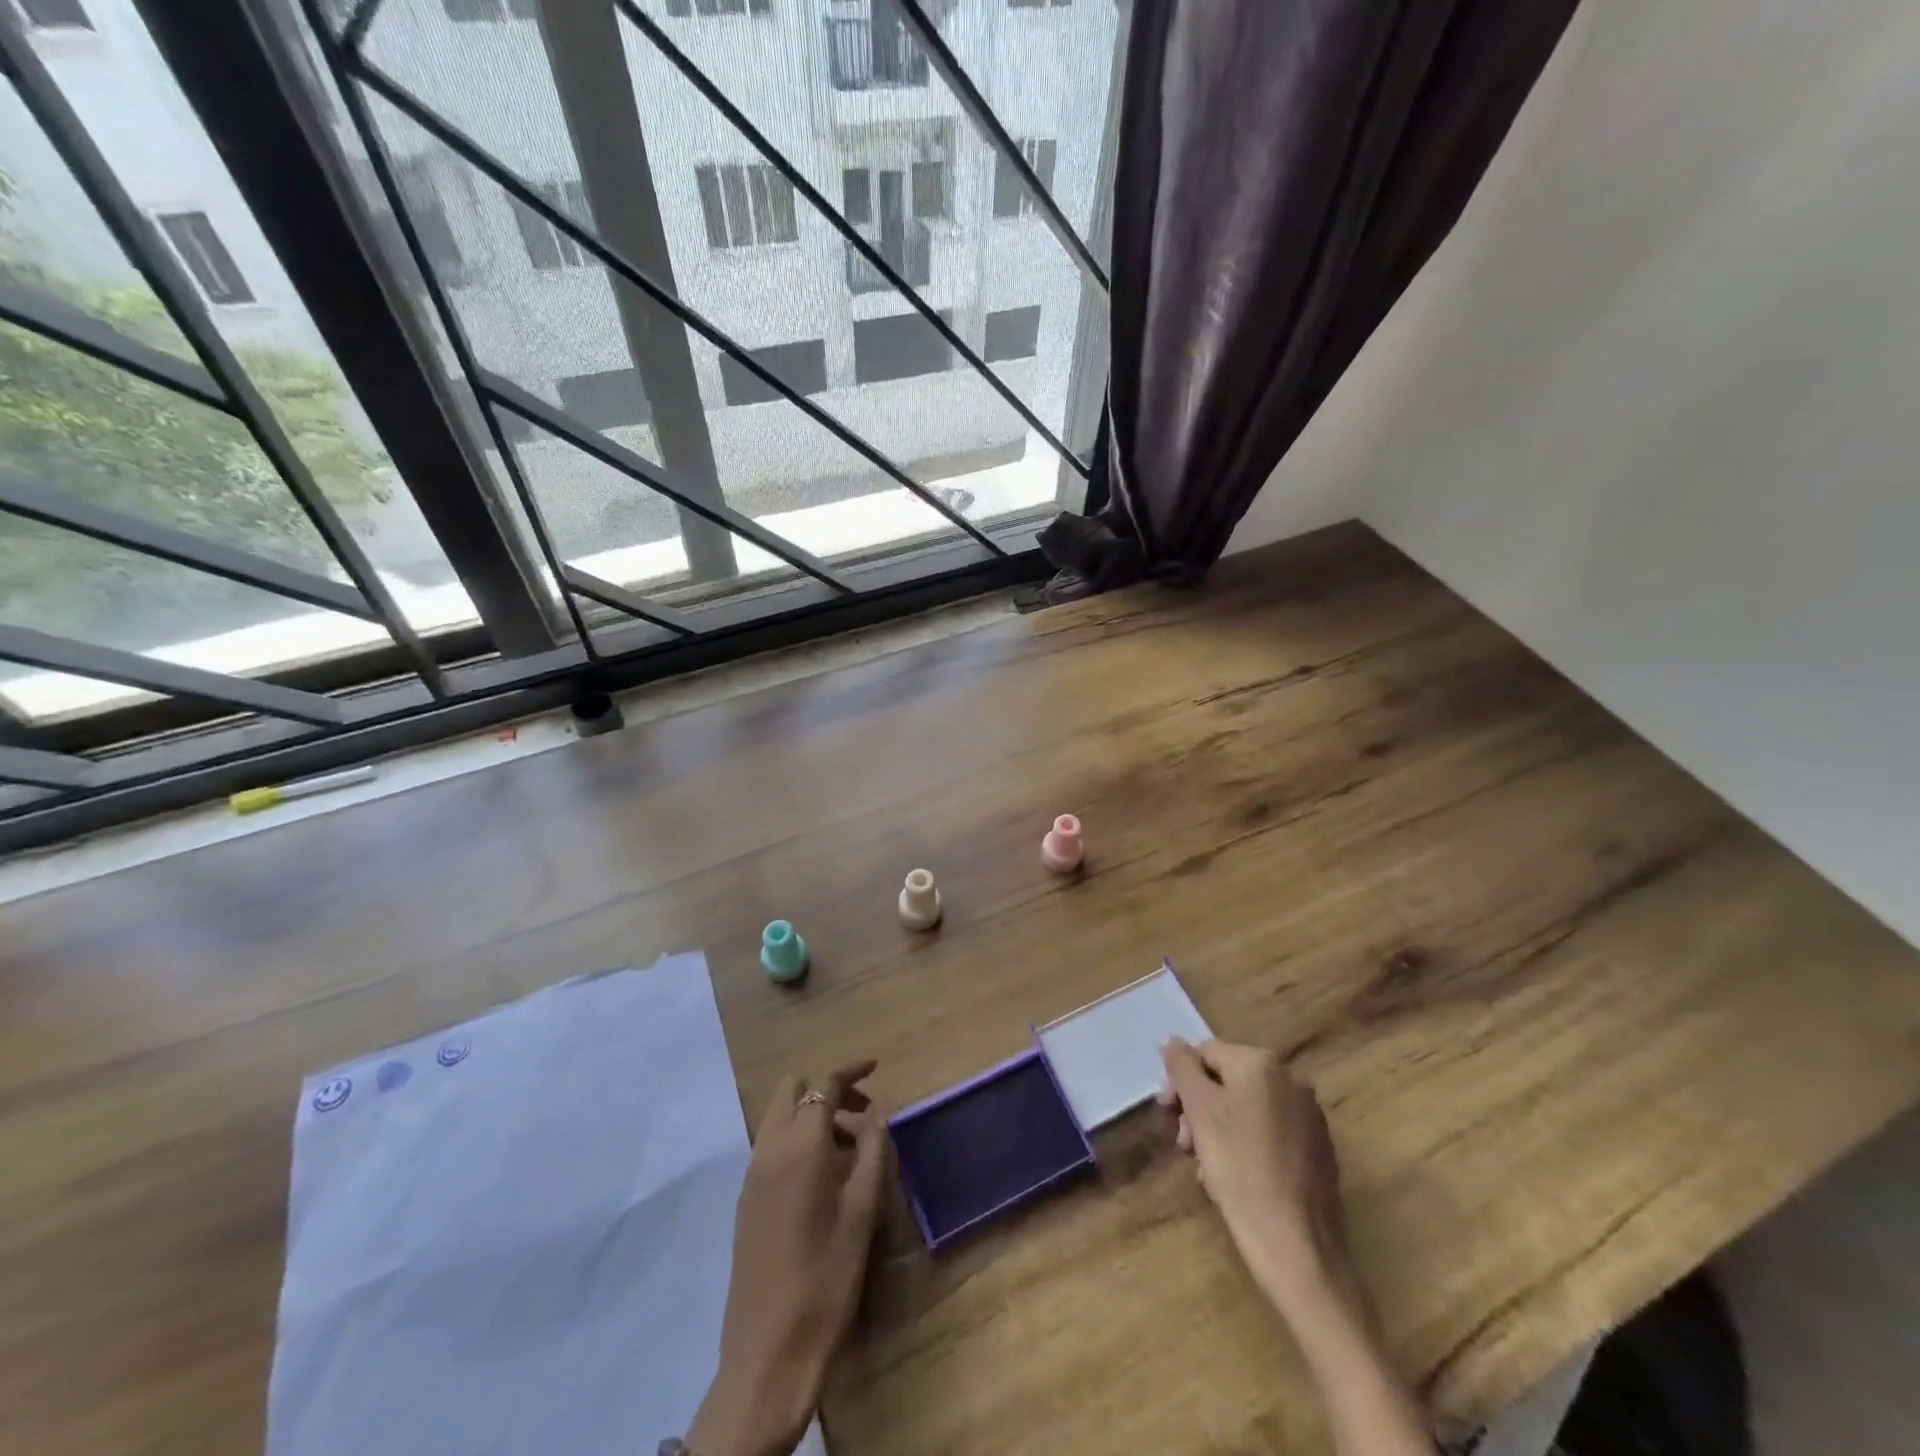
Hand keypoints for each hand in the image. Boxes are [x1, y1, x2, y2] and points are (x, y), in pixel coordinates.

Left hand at [688, 1062, 891, 1455]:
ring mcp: (752, 1175)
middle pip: (792, 1091)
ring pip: (780, 1118)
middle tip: (861, 1116)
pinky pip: (771, 1146)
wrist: (769, 1351)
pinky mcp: (746, 1200)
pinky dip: (797, 1141)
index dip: (850, 1072)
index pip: (824, 1085)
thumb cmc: (826, 1276)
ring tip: (849, 1151)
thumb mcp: (862, 1211)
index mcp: (799, 1145)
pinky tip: (823, 1177)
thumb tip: (876, 1115)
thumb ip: (872, 1152)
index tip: (874, 1067)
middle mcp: (769, 1149)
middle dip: (827, 1091)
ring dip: (812, 1117)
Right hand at [1157, 1038, 1351, 1320]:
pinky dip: (1246, 1145)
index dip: (1180, 1082)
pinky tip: (1235, 1178)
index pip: (1206, 1053)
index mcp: (1262, 1063)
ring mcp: (1309, 1115)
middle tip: (1184, 1146)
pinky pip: (1269, 1132)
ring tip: (1206, 1168)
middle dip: (1199, 1108)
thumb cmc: (1240, 1170)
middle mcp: (1291, 1079)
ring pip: (1246, 1108)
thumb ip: (1182, 1068)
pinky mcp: (1318, 1149)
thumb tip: (1173, 1041)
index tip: (1167, 1117)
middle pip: (1227, 1080)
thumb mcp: (1200, 1112)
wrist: (1298, 1247)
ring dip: (1218, 1130)